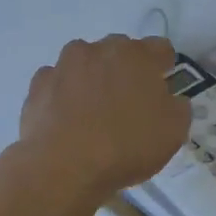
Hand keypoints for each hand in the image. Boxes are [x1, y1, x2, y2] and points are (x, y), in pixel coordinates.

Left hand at [16, 35, 189, 202]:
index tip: (163, 88)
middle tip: (129, 103)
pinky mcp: (38, 85)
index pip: (160, 48)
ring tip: (93, 113)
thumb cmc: (127, 146)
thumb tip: (169, 99)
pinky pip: (58, 83)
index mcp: (137, 55)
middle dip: (126, 70)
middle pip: (119, 51)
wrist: (64, 167)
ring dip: (92, 79)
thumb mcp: (174, 131)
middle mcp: (98, 50)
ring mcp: (63, 65)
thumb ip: (178, 107)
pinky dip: (64, 95)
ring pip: (85, 63)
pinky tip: (68, 121)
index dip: (164, 67)